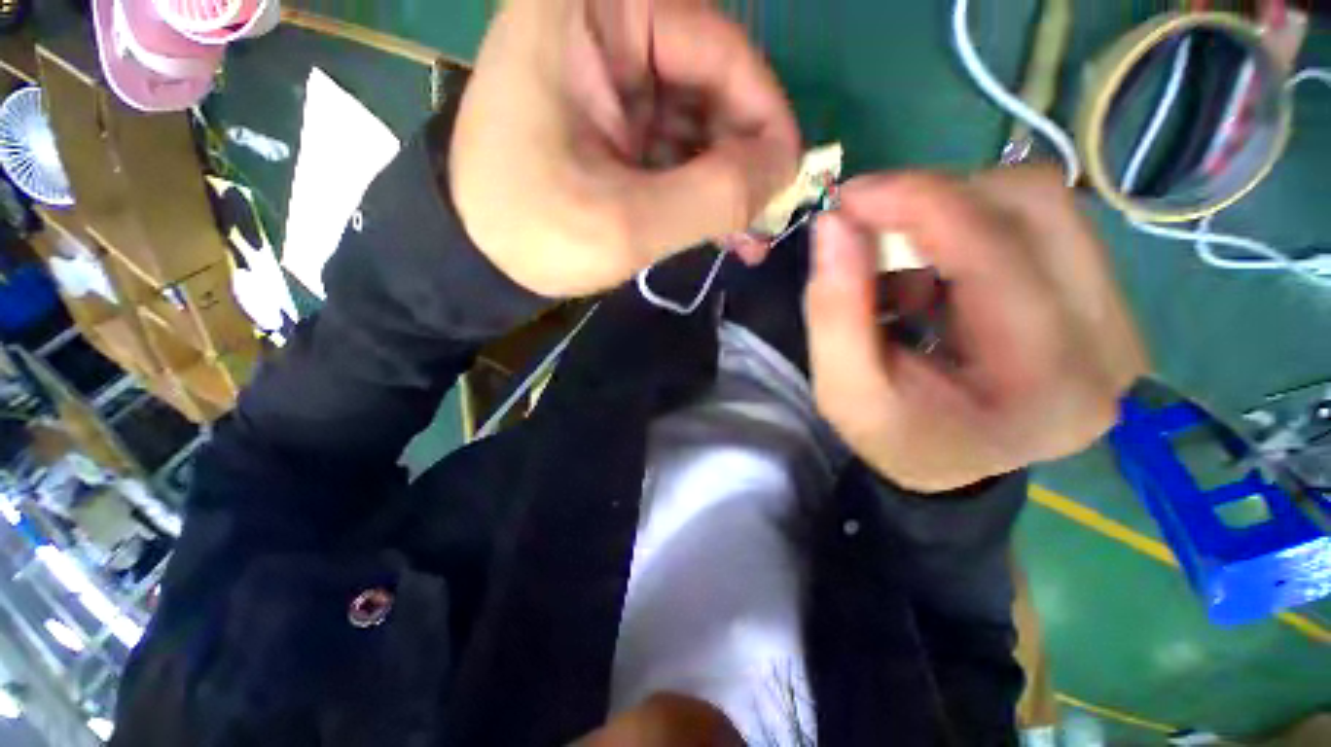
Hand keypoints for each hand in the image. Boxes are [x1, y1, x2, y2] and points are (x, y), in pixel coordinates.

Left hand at [450, 0, 799, 296]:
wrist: (477, 259)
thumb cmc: (534, 234)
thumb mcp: (626, 223)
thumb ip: (713, 195)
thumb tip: (785, 171)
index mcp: (591, 14)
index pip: (716, 46)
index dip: (764, 116)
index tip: (788, 180)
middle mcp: (603, 27)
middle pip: (711, 84)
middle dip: (744, 159)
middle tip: (767, 220)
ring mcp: (610, 77)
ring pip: (699, 121)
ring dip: (727, 183)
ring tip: (748, 238)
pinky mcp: (614, 121)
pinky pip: (677, 146)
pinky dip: (702, 188)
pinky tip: (720, 231)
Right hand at [805, 167, 1146, 492]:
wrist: (948, 462)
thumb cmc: (896, 439)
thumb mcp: (845, 392)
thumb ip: (834, 311)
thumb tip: (834, 224)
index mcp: (1047, 383)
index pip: (996, 251)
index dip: (918, 202)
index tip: (848, 196)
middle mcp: (1109, 342)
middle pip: (1038, 205)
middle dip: (936, 198)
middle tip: (870, 224)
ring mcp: (1117, 316)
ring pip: (1042, 204)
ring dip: (951, 215)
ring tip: (900, 267)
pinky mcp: (1101, 299)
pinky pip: (1038, 225)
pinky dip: (968, 231)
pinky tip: (932, 278)